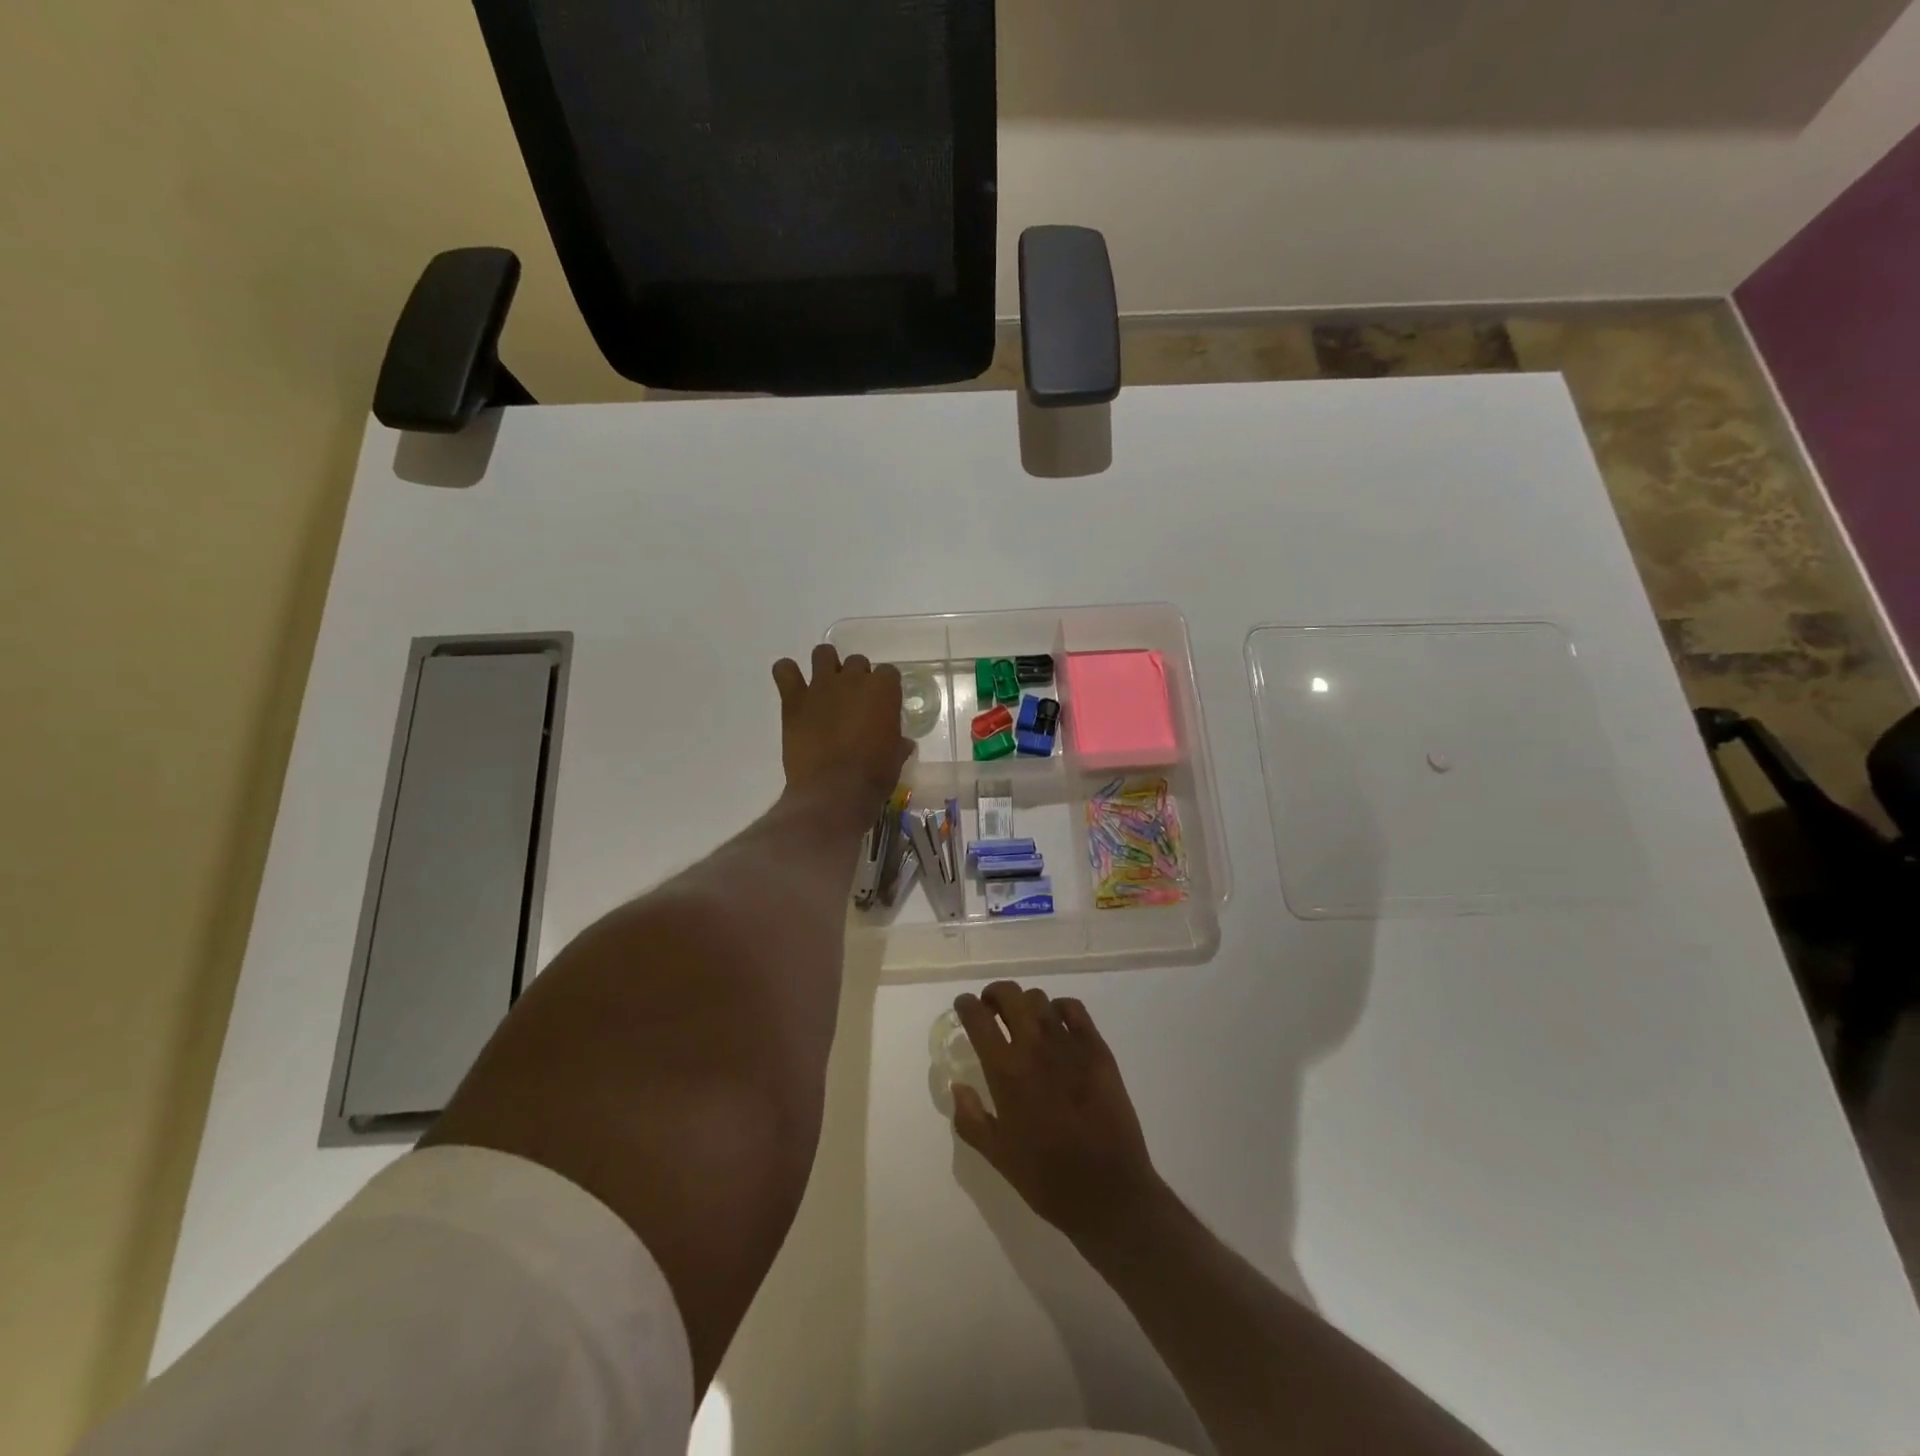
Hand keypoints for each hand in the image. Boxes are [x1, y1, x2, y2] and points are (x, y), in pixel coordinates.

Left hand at [772, 645, 910, 821]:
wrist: (834, 791)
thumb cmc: (873, 776)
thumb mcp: (896, 759)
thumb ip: (898, 743)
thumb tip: (901, 742)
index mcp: (883, 690)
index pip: (888, 673)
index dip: (885, 689)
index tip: (882, 705)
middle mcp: (853, 679)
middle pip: (857, 661)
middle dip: (856, 678)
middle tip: (853, 702)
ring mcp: (821, 686)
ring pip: (823, 653)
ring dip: (826, 666)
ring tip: (825, 688)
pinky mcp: (794, 700)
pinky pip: (784, 670)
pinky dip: (787, 674)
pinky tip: (792, 687)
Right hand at [951, 981, 1167, 1243]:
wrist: (1109, 1191)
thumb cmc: (1047, 1179)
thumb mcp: (997, 1156)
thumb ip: (970, 1118)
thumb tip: (957, 1086)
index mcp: (1006, 1072)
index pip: (978, 1018)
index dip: (966, 1005)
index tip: (964, 1007)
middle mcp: (1034, 1047)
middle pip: (1009, 995)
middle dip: (994, 995)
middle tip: (991, 1009)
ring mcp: (1069, 1044)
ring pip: (1040, 999)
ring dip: (1025, 1003)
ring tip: (1024, 1020)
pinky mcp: (1097, 1048)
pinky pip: (1074, 1009)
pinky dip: (1059, 1008)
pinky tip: (1057, 1025)